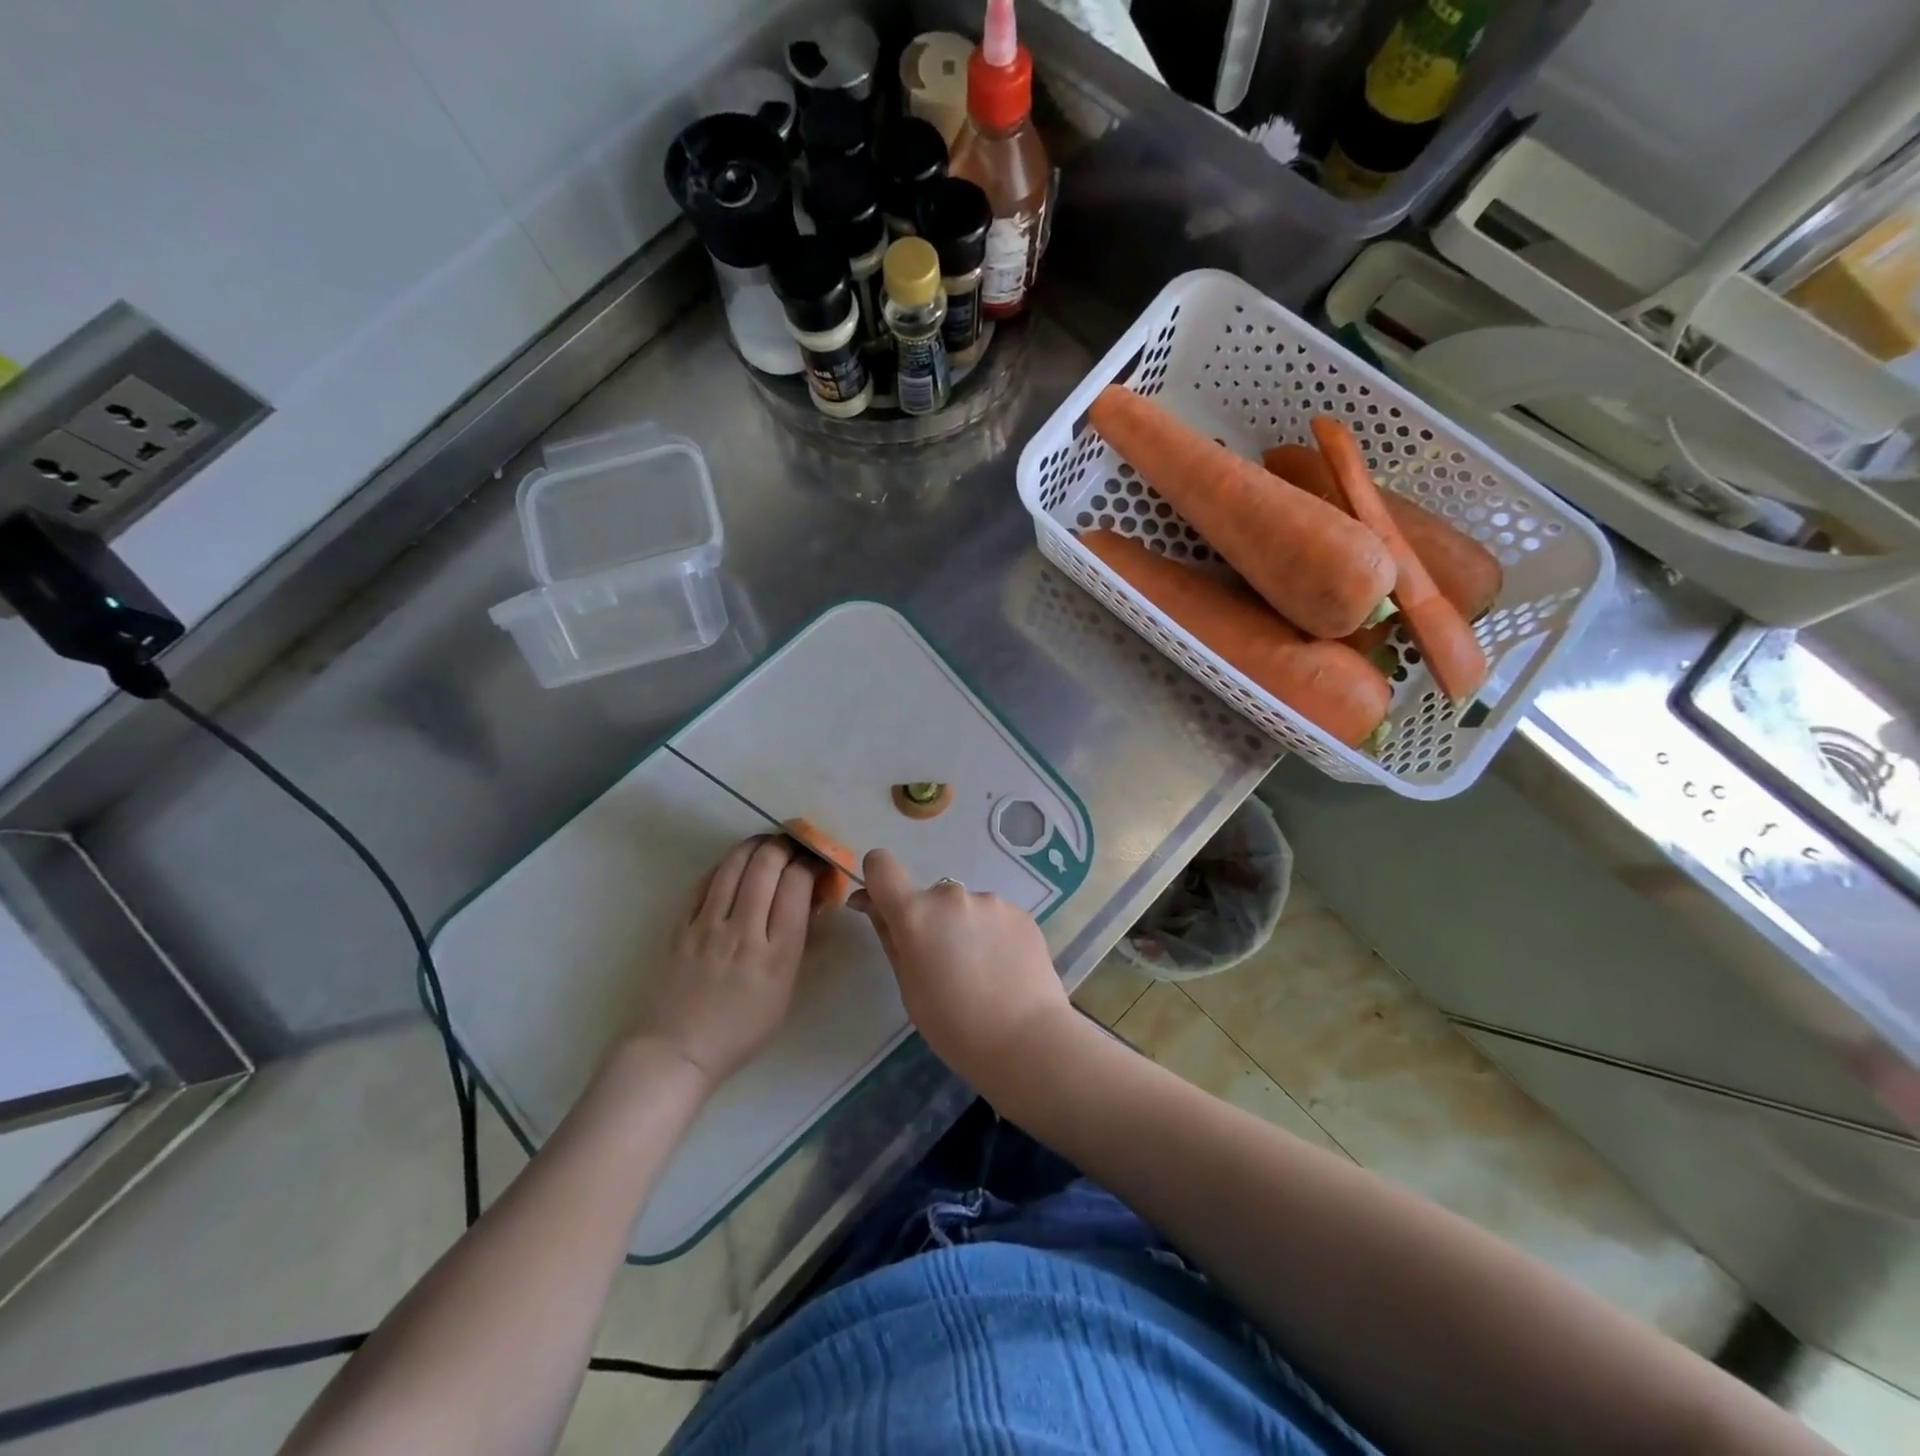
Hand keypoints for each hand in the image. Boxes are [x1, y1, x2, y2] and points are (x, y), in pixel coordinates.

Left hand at [628, 836, 817, 1091]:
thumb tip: (812, 901)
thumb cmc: (742, 1028)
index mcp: (777, 953)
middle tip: (794, 843)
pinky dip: (725, 865)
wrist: (678, 1050)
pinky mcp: (680, 925)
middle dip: (785, 844)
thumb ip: (801, 942)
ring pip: (734, 865)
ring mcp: (708, 925)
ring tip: (767, 843)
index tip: (816, 861)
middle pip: (766, 865)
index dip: (810, 863)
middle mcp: (744, 931)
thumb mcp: (786, 990)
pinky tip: (735, 864)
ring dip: (755, 845)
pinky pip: (705, 882)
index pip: (797, 884)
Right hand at [851, 849, 1073, 1092]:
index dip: (877, 879)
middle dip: (931, 921)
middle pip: (929, 897)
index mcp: (916, 914)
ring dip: (964, 928)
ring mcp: (990, 901)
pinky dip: (992, 935)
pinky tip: (1004, 969)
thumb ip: (889, 936)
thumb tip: (869, 902)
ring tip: (981, 972)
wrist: (1027, 1040)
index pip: (881, 866)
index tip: (884, 905)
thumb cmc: (954, 1025)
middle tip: (944, 965)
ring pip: (965, 908)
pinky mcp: (1020, 912)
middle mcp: (952, 895)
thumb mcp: (908, 986)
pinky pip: (994, 916)